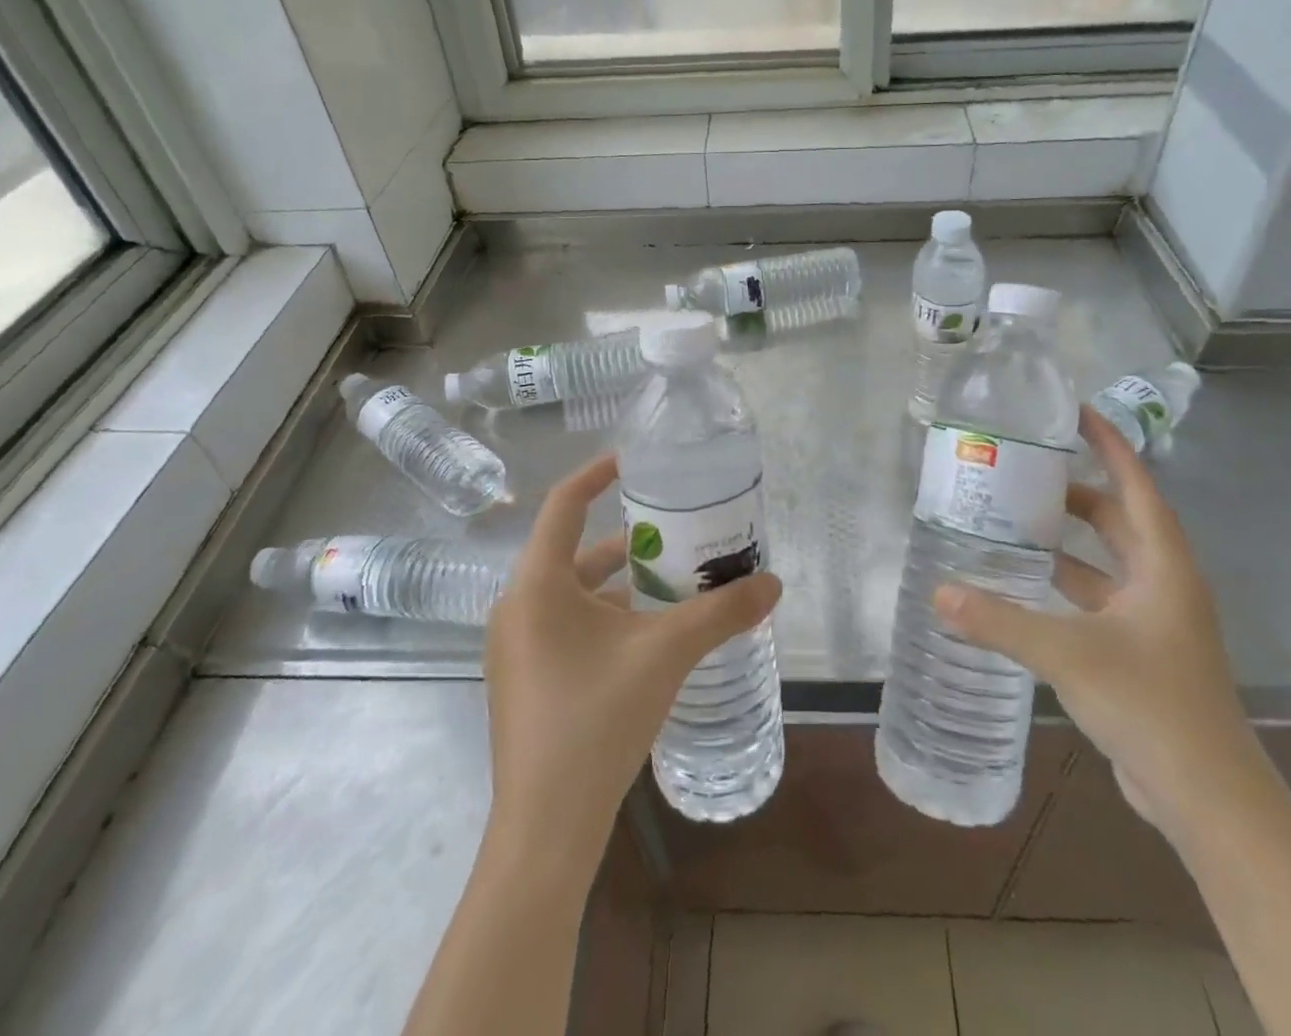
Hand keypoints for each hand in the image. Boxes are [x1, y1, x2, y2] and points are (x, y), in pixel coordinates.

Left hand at [482, 453, 781, 867]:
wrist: (546, 830)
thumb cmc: (597, 719)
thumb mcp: (666, 654)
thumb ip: (721, 612)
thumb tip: (774, 582)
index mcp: (537, 583)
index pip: (564, 503)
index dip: (598, 474)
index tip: (637, 461)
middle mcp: (517, 606)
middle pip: (574, 550)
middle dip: (628, 540)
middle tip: (678, 530)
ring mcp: (515, 646)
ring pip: (573, 593)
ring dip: (620, 583)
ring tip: (674, 582)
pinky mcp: (524, 679)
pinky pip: (566, 625)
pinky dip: (605, 617)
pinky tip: (648, 636)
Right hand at [933, 405, 1260, 842]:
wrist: (1210, 799)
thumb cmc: (1151, 706)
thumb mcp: (1068, 655)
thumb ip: (1000, 621)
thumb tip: (938, 592)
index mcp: (1163, 567)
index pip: (1136, 487)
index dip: (1109, 445)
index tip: (1075, 412)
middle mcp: (1163, 585)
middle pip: (1119, 520)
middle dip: (1076, 492)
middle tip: (1024, 469)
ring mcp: (1153, 621)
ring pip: (1107, 562)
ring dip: (1068, 541)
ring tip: (1015, 519)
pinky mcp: (1140, 653)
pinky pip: (1098, 599)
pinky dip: (1065, 585)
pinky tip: (1025, 585)